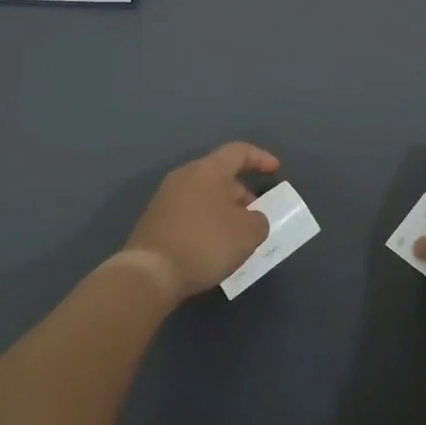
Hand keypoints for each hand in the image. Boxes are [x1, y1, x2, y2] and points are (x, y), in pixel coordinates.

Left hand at [121, 142, 280, 301]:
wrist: (150, 273)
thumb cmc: (205, 243)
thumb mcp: (248, 233)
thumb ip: (259, 220)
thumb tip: (251, 219)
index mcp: (208, 170)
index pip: (238, 151)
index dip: (260, 158)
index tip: (275, 170)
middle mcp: (185, 176)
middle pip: (220, 175)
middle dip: (242, 193)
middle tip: (256, 216)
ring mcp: (165, 198)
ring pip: (204, 195)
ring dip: (224, 210)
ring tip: (237, 236)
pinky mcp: (155, 221)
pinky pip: (190, 213)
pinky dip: (206, 223)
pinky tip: (213, 247)